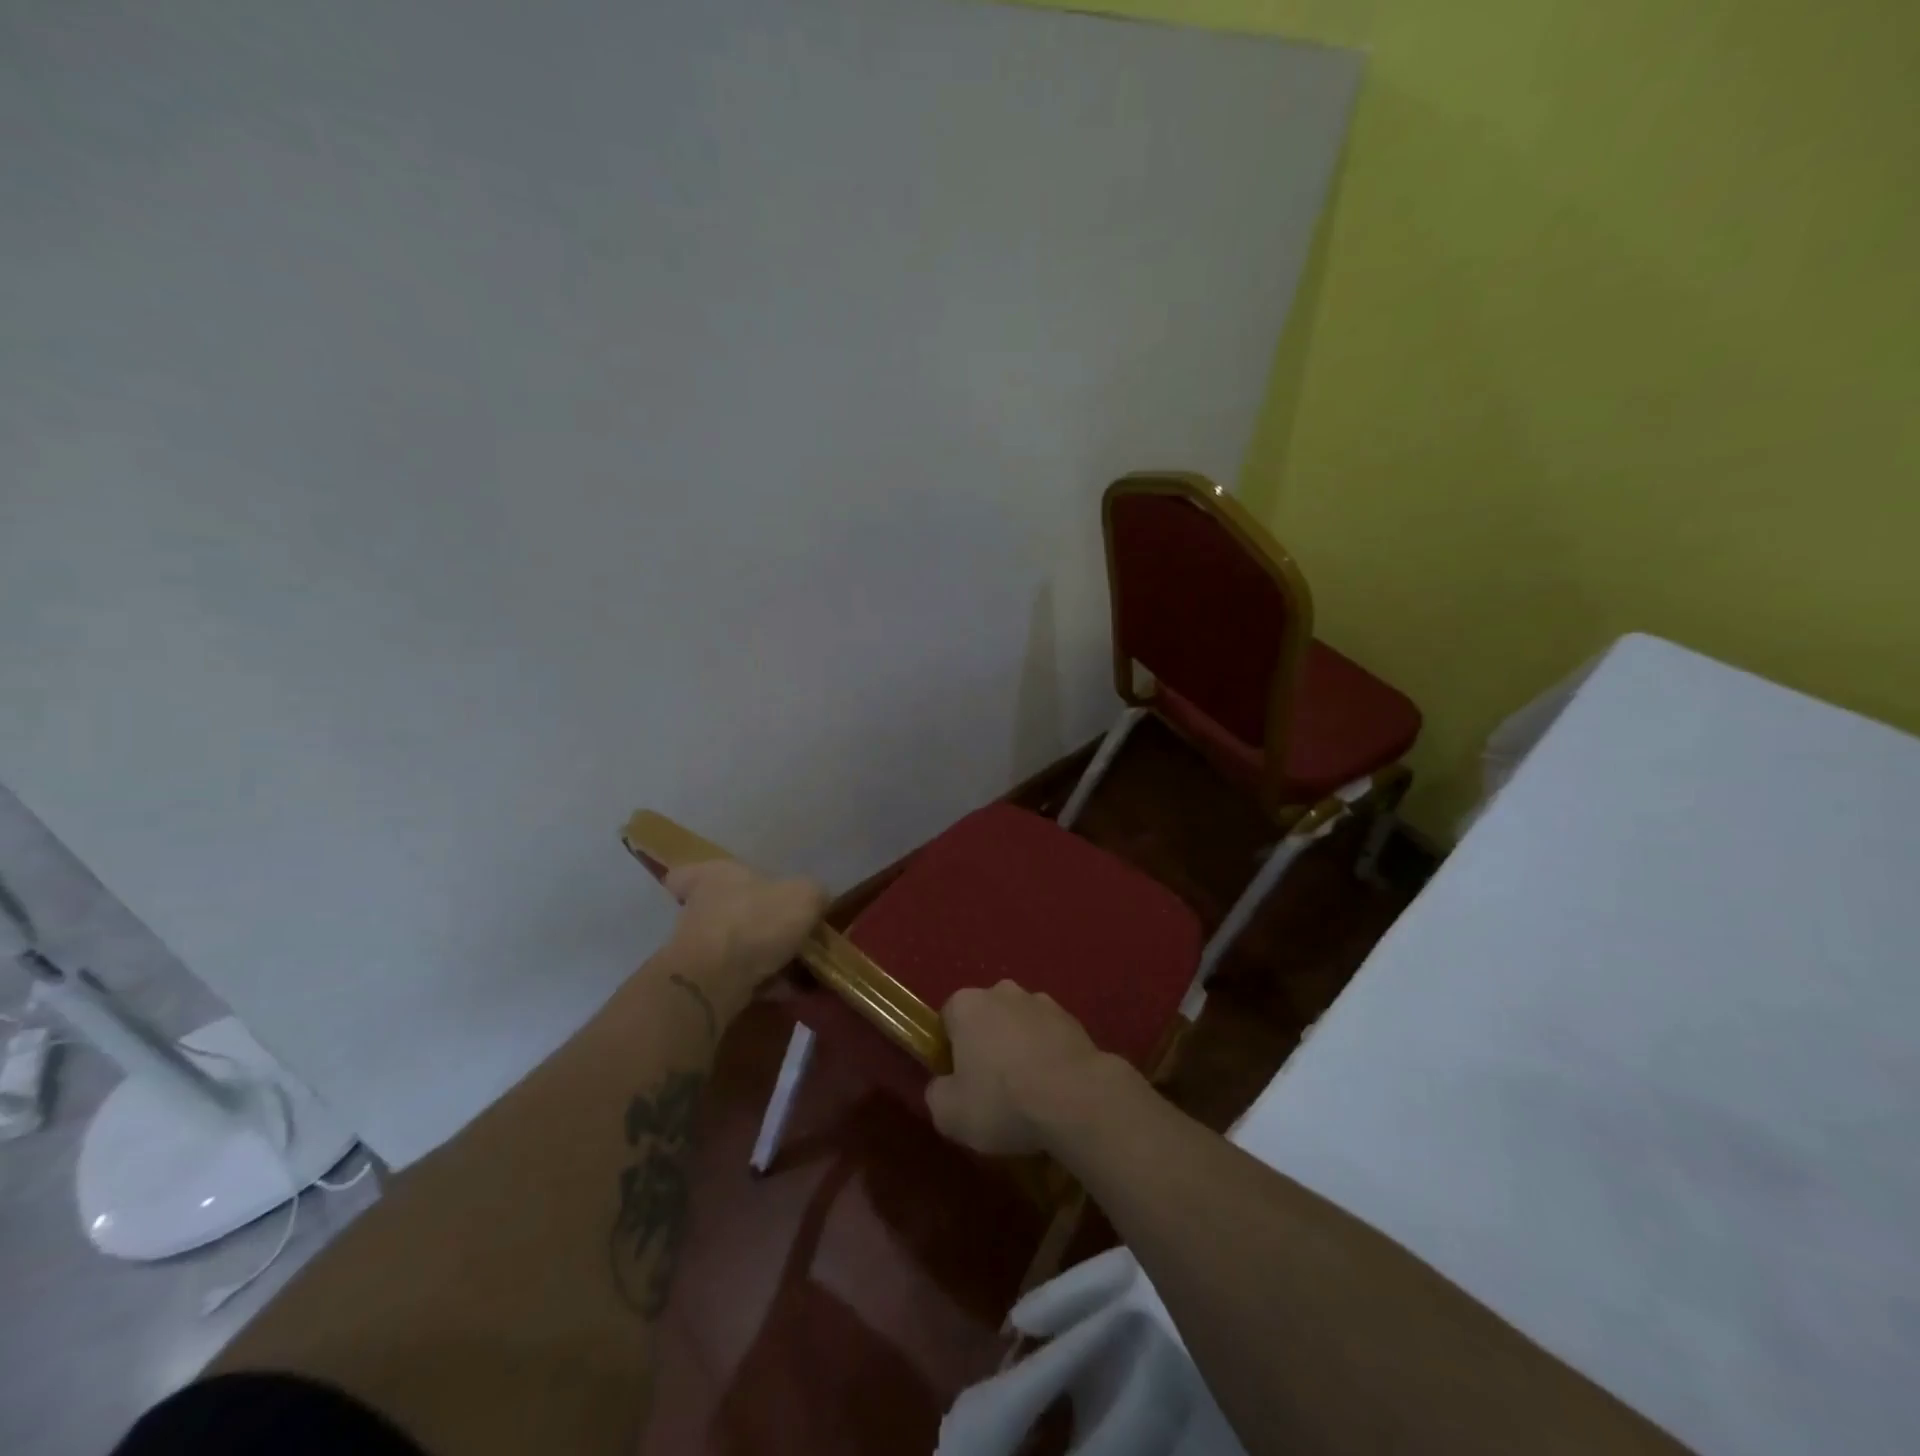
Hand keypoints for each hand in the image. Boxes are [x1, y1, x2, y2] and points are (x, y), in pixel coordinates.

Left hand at [664, 859, 826, 1010]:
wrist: (715, 980)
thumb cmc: (756, 921)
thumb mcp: (804, 896)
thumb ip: (814, 893)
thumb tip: (815, 900)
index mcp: (716, 875)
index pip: (689, 871)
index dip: (703, 878)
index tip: (723, 892)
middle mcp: (699, 907)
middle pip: (720, 909)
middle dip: (749, 920)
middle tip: (783, 929)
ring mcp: (697, 946)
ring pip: (732, 945)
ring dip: (760, 954)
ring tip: (798, 966)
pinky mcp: (702, 981)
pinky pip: (739, 977)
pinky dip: (763, 982)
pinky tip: (791, 989)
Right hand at [924, 981, 1129, 1155]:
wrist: (1076, 1098)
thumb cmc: (1003, 1100)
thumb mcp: (949, 1113)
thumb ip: (936, 1094)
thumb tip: (943, 1087)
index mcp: (967, 1004)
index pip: (948, 1020)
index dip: (950, 1052)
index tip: (959, 1082)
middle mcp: (1002, 992)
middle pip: (986, 1018)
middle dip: (986, 1046)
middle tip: (992, 1089)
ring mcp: (1042, 1002)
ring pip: (1020, 1026)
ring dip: (1019, 1049)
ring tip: (1028, 1094)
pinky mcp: (1073, 1019)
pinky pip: (1049, 1038)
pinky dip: (1048, 1057)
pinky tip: (1054, 1090)